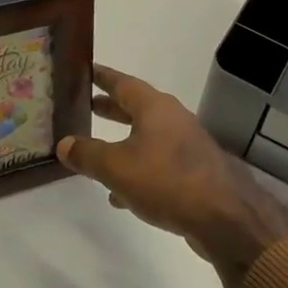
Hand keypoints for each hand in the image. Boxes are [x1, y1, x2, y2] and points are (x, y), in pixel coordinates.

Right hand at [56, 65, 287, 287]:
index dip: (102, 77)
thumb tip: (64, 143)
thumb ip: (87, 154)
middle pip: (136, 108)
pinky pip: (157, 164)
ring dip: (123, 143)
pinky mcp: (193, 173)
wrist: (224, 217)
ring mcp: (186, 146)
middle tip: (87, 106)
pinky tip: (121, 195)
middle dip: (112, 109)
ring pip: (146, 138)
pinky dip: (137, 171)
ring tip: (96, 155)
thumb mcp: (116, 167)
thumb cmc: (166, 181)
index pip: (123, 83)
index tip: (85, 70)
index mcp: (154, 107)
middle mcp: (172, 119)